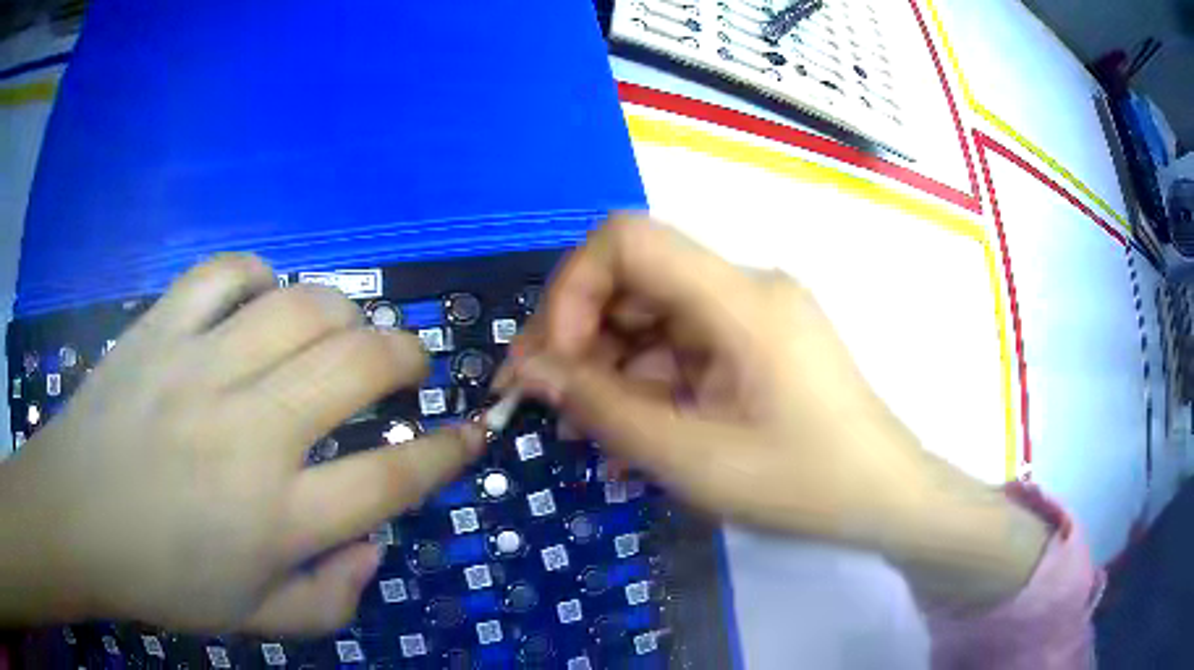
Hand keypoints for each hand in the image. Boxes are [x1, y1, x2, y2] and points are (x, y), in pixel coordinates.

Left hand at [0, 254, 483, 633]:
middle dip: (406, 359)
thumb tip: (374, 547)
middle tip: (408, 368)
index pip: (393, 479)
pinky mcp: (160, 328)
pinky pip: (226, 273)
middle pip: (358, 366)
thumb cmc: (161, 580)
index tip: (474, 431)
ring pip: (303, 305)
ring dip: (344, 313)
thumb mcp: (255, 621)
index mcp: (275, 518)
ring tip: (343, 332)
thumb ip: (330, 599)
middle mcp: (248, 433)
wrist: (73, 519)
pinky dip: (259, 277)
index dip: (448, 452)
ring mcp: (199, 368)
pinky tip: (261, 301)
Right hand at [503, 215, 1048, 608]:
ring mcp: (752, 315)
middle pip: (635, 279)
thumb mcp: (693, 459)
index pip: (628, 239)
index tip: (557, 361)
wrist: (885, 497)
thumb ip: (604, 410)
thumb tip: (529, 370)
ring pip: (652, 317)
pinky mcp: (755, 343)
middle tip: (548, 402)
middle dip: (578, 337)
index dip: (572, 288)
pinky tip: (632, 434)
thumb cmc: (803, 484)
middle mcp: (744, 288)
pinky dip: (646, 383)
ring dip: (609, 369)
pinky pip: (682, 346)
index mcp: (740, 299)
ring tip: (590, 434)